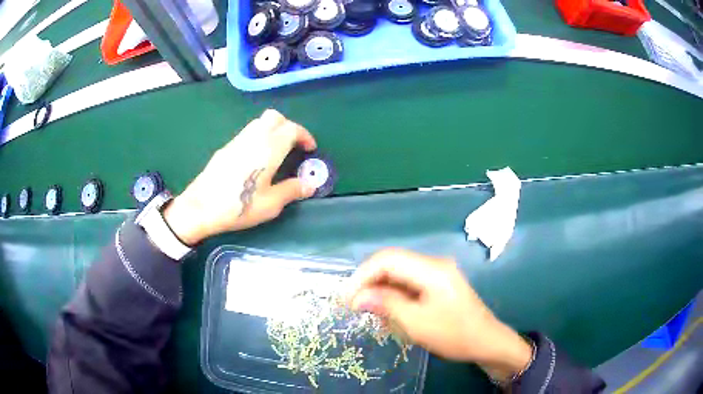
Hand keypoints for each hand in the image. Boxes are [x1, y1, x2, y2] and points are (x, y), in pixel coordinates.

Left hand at [163, 109, 316, 244]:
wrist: (201, 207)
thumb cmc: (239, 206)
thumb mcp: (271, 204)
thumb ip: (292, 190)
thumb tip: (310, 184)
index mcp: (269, 148)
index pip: (292, 129)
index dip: (305, 136)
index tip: (310, 149)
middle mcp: (253, 138)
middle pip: (275, 117)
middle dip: (289, 127)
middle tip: (294, 146)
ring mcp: (237, 140)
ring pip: (260, 122)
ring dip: (273, 130)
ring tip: (277, 151)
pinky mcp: (226, 147)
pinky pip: (248, 133)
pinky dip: (259, 137)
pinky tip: (256, 159)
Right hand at [347, 248, 531, 382]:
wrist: (486, 341)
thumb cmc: (453, 334)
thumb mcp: (416, 323)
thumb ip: (386, 304)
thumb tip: (357, 297)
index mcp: (431, 269)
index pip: (387, 259)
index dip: (363, 275)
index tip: (347, 298)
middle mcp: (434, 264)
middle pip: (393, 263)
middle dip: (371, 283)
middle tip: (355, 306)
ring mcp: (438, 273)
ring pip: (400, 273)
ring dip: (382, 290)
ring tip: (371, 312)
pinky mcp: (439, 284)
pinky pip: (410, 283)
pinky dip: (395, 295)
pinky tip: (390, 312)